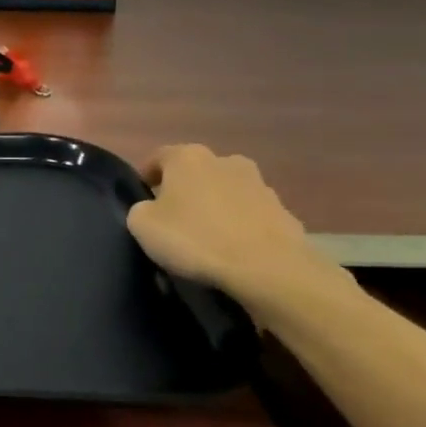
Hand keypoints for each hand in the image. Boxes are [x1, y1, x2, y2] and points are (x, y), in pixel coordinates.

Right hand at [126, 144, 338, 307]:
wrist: (268, 269)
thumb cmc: (196, 239)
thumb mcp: (143, 225)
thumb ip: (141, 209)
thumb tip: (152, 209)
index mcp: (188, 157)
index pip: (158, 157)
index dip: (146, 177)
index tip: (142, 199)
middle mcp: (225, 160)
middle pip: (196, 172)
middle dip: (184, 190)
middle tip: (174, 218)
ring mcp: (260, 185)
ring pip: (226, 191)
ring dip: (215, 206)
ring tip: (206, 237)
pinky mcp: (284, 212)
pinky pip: (251, 215)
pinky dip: (240, 226)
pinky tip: (233, 250)